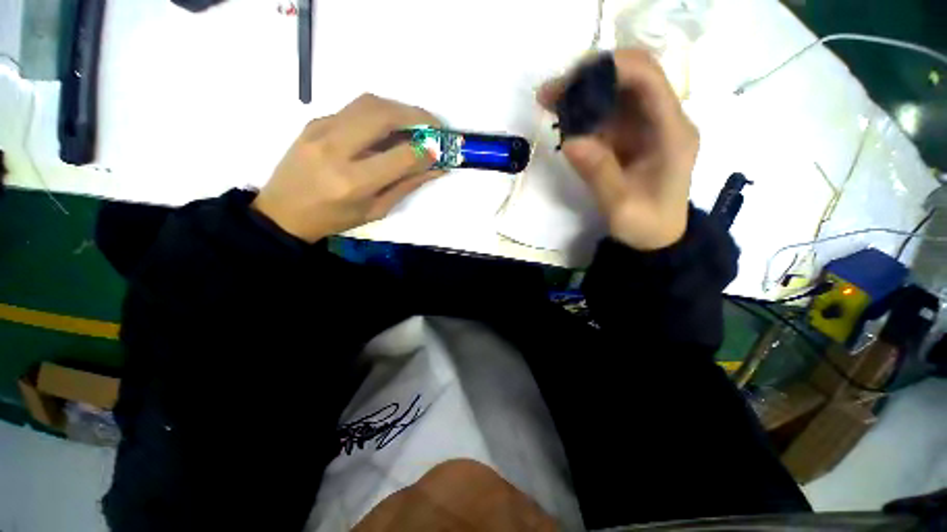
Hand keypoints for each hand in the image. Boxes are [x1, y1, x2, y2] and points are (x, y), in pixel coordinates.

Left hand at [252, 94, 442, 242]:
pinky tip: (386, 129)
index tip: (440, 150)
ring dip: (398, 108)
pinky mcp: (314, 121)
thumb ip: (406, 185)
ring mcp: (321, 130)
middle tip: (434, 125)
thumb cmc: (334, 219)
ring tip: (414, 124)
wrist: (282, 211)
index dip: (425, 151)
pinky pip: (353, 109)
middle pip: (382, 115)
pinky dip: (378, 113)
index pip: (400, 156)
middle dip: (416, 115)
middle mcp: (335, 149)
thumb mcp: (375, 210)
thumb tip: (435, 168)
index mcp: (353, 182)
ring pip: (368, 103)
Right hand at [538, 50, 698, 250]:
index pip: (649, 79)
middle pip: (631, 77)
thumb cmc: (645, 224)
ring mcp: (646, 126)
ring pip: (616, 91)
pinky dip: (584, 111)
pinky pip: (607, 113)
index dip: (612, 68)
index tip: (572, 80)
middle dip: (591, 77)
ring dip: (583, 92)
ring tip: (550, 102)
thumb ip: (599, 173)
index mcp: (672, 133)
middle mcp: (663, 120)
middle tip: (552, 92)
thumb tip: (571, 141)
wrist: (656, 237)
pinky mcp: (631, 136)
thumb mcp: (621, 206)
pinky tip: (562, 118)